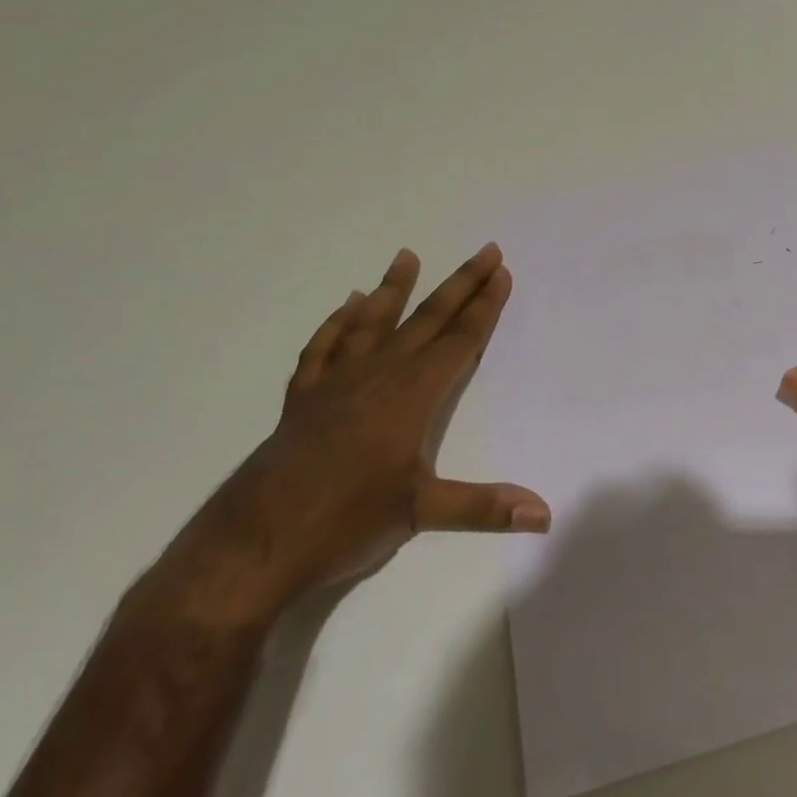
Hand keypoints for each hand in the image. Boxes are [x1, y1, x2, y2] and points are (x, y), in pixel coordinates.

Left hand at [157, 243, 549, 623]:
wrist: (252, 546)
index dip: (484, 307)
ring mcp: (335, 384)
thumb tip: (544, 513)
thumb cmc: (344, 523)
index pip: (459, 341)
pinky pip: (323, 349)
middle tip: (484, 250)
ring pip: (371, 323)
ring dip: (393, 289)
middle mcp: (377, 376)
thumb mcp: (421, 514)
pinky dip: (336, 324)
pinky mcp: (303, 400)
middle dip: (460, 284)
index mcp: (410, 395)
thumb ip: (484, 507)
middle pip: (426, 320)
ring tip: (406, 256)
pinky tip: (345, 308)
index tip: (500, 273)